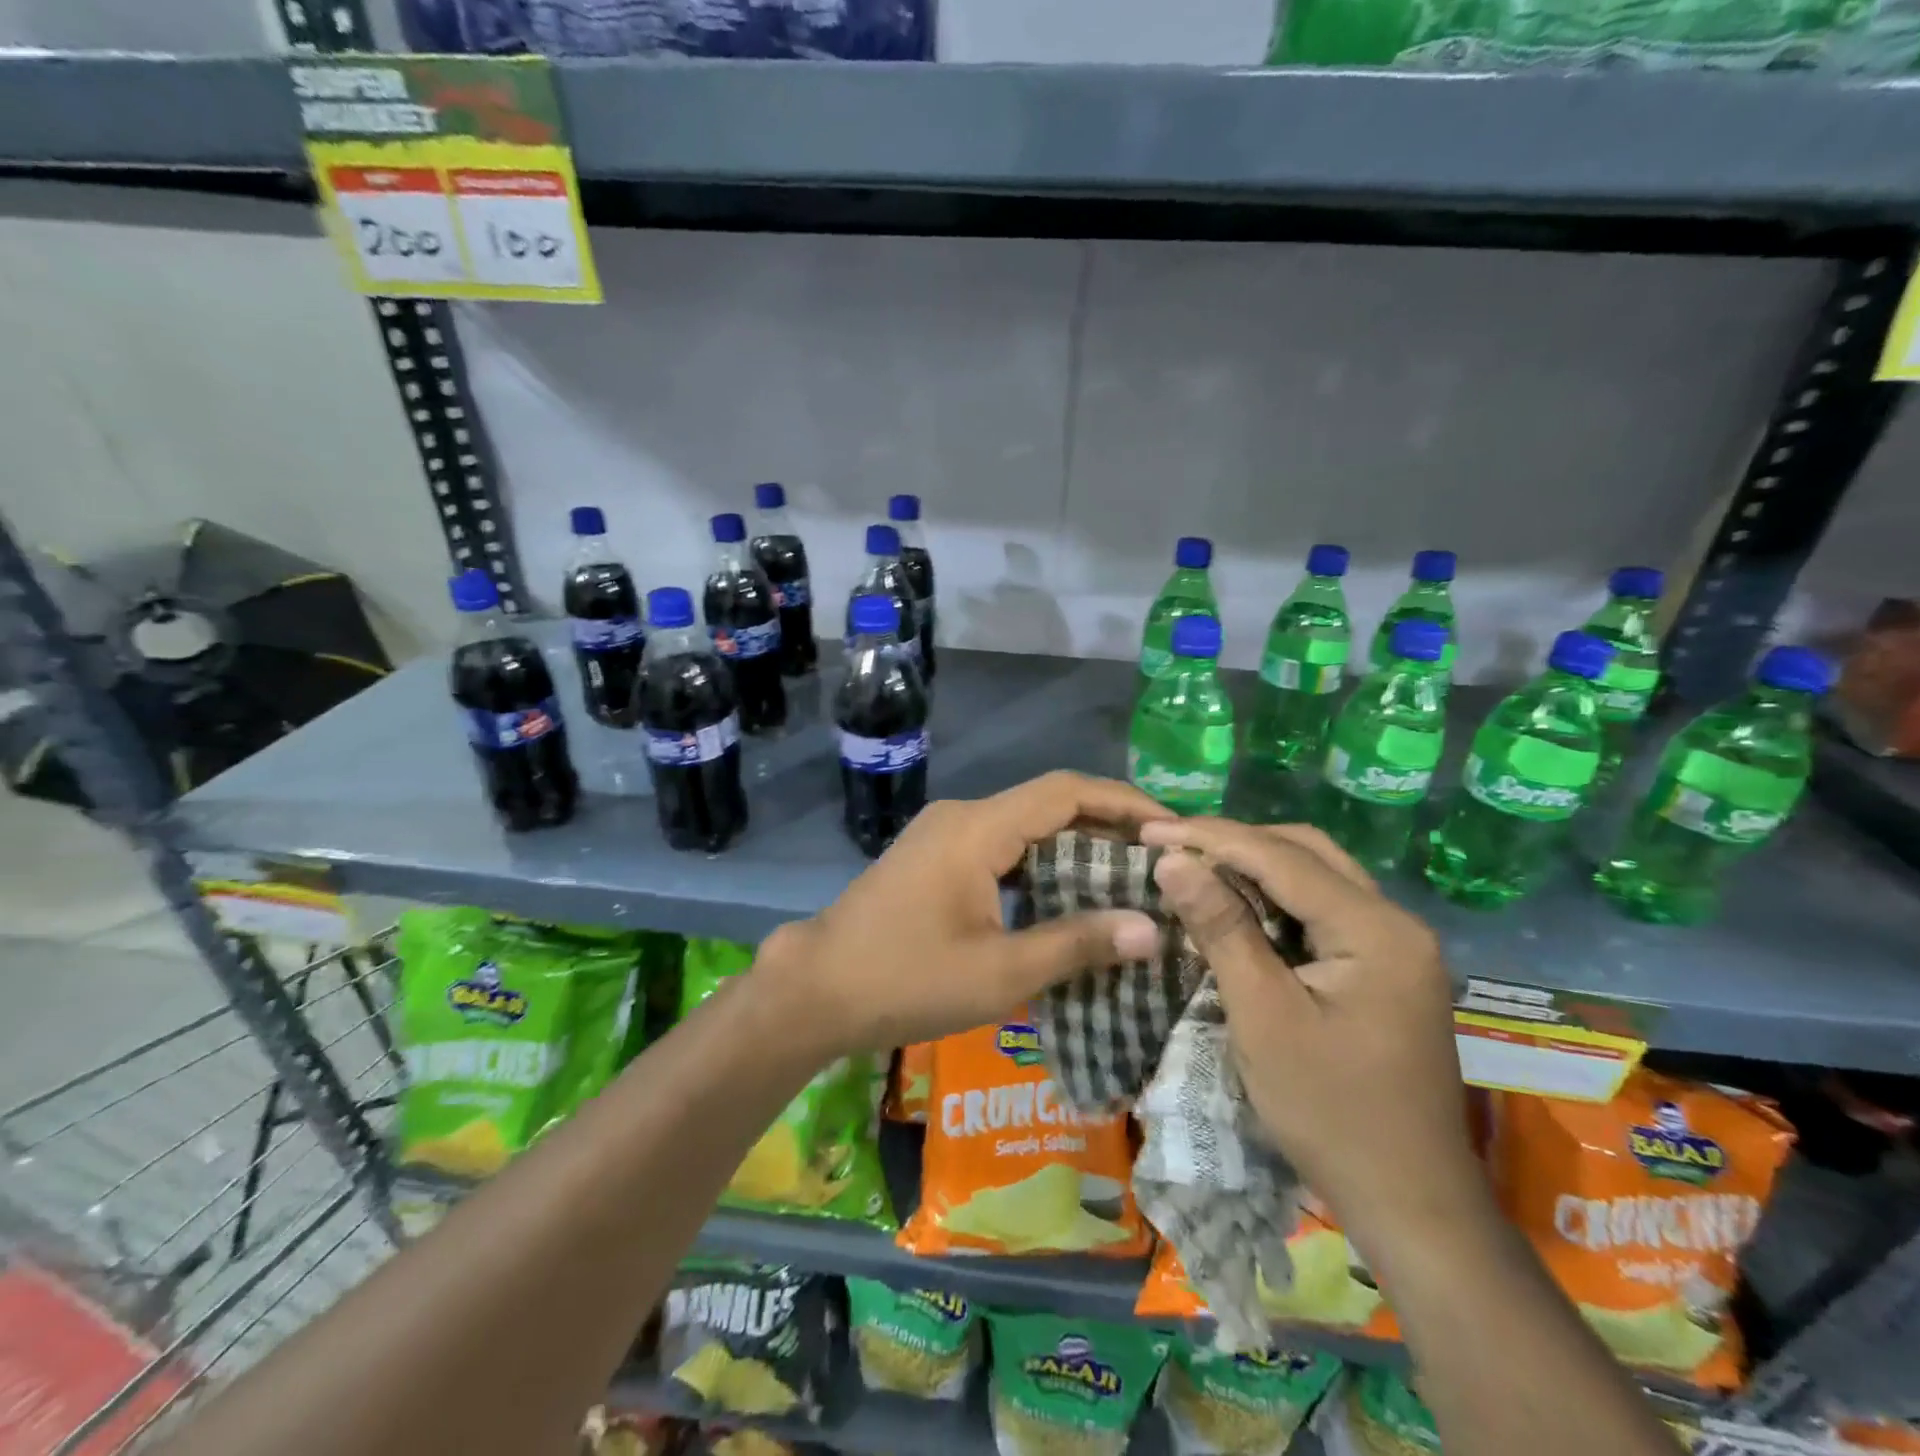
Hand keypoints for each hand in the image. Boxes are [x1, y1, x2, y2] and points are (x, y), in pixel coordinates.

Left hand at [760, 772, 1171, 1057]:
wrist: (816, 989)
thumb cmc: (906, 980)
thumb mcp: (1000, 972)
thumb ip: (1077, 944)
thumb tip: (1153, 928)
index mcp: (979, 828)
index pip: (1067, 792)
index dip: (1125, 804)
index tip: (1173, 830)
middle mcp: (963, 816)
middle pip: (1049, 804)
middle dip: (1107, 828)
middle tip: (1161, 864)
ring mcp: (944, 835)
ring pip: (1025, 826)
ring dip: (1075, 847)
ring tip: (1128, 881)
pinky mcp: (935, 858)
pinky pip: (1002, 846)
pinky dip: (1042, 863)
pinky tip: (1068, 897)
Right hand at [1138, 818, 1490, 1259]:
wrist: (1408, 1202)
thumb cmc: (1330, 1112)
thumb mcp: (1263, 1016)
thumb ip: (1221, 928)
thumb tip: (1173, 859)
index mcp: (1377, 929)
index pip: (1282, 858)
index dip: (1211, 838)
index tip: (1149, 830)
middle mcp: (1396, 922)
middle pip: (1306, 853)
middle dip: (1234, 842)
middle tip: (1170, 845)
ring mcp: (1396, 945)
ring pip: (1315, 876)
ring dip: (1254, 865)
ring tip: (1193, 865)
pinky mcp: (1384, 967)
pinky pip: (1322, 909)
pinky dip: (1274, 898)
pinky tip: (1235, 905)